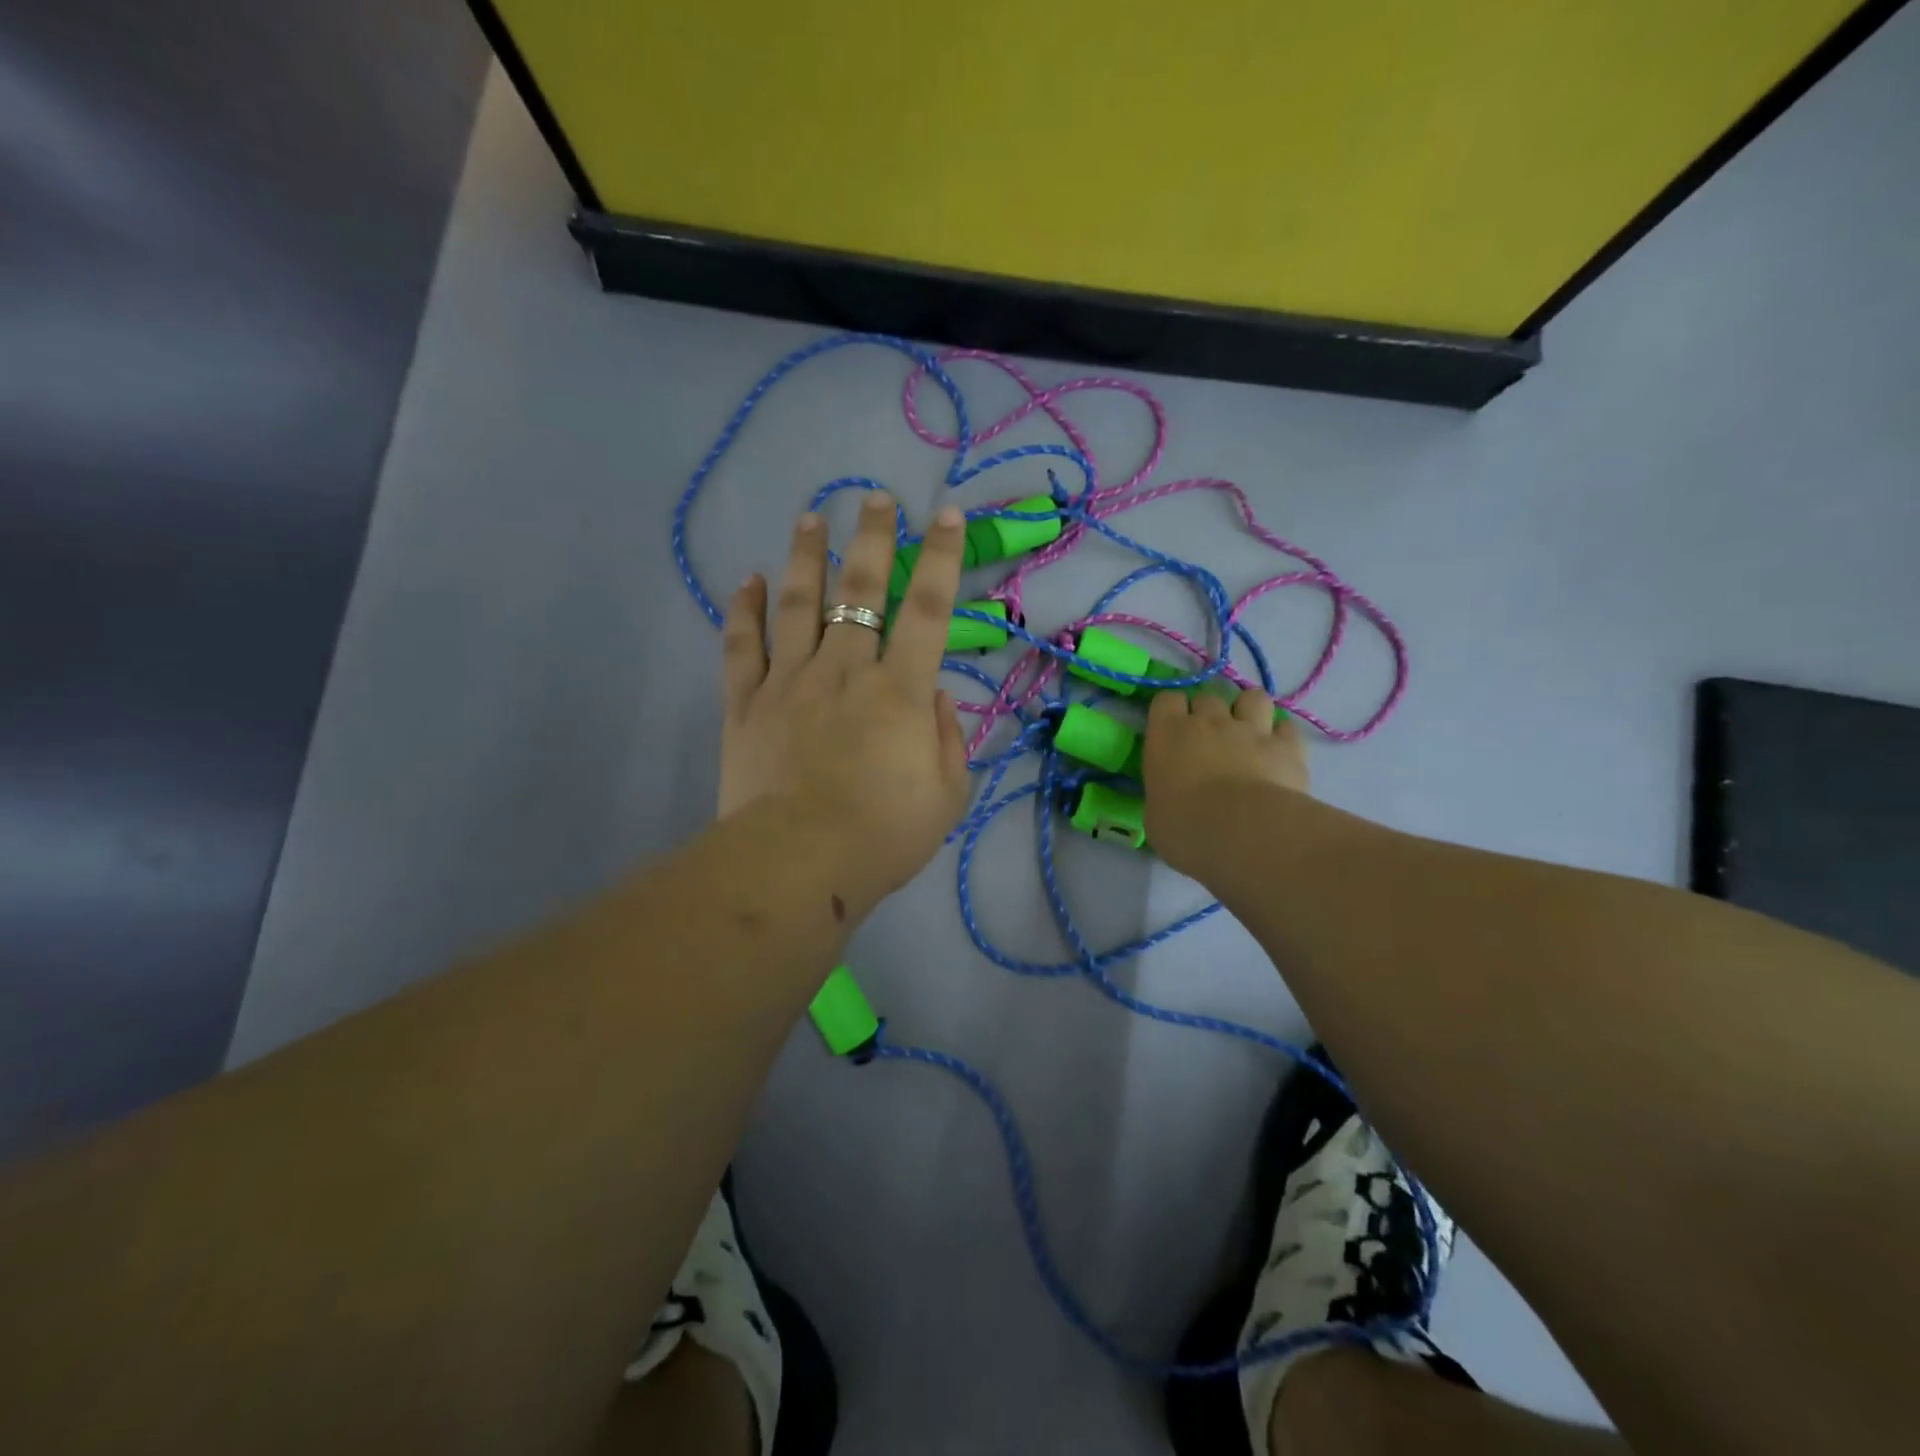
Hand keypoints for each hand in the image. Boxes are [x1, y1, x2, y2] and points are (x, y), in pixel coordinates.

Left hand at [717, 491, 972, 913]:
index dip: (942, 557)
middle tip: (875, 498)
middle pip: (859, 589)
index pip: (929, 609)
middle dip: (872, 537)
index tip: (947, 514)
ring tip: (810, 517)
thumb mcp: (946, 795)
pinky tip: (747, 579)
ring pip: (798, 603)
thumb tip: (934, 695)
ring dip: (806, 556)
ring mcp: (790, 681)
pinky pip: (742, 645)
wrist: (798, 863)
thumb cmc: (883, 835)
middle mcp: (846, 669)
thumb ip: (947, 738)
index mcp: (900, 689)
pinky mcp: (746, 703)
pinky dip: (743, 609)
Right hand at [1142, 686, 1309, 874]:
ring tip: (1248, 733)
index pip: (1166, 699)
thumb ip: (1163, 792)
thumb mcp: (1155, 814)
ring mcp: (1251, 729)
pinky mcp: (1287, 746)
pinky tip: (1278, 754)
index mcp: (1168, 733)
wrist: (1244, 833)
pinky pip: (1285, 728)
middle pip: (1208, 696)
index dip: (1171, 711)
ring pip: (1252, 697)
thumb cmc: (1185, 828)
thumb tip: (1170, 796)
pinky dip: (1281, 737)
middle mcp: (1209, 721)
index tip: (1171, 730)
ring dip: (1249, 711)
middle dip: (1208, 712)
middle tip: (1209, 738)